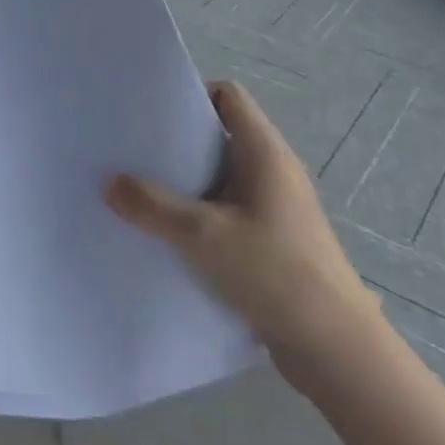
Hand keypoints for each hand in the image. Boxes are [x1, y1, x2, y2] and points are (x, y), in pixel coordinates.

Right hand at [105, 80, 375, 387]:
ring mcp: (276, 206)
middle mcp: (273, 169)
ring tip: (144, 195)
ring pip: (223, 176)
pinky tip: (172, 236)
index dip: (192, 95)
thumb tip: (109, 182)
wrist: (335, 349)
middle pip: (221, 134)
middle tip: (137, 154)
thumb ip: (153, 206)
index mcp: (264, 150)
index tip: (153, 114)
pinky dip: (202, 214)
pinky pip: (230, 210)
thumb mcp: (202, 236)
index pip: (228, 95)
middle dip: (179, 142)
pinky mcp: (275, 240)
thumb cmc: (273, 273)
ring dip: (188, 183)